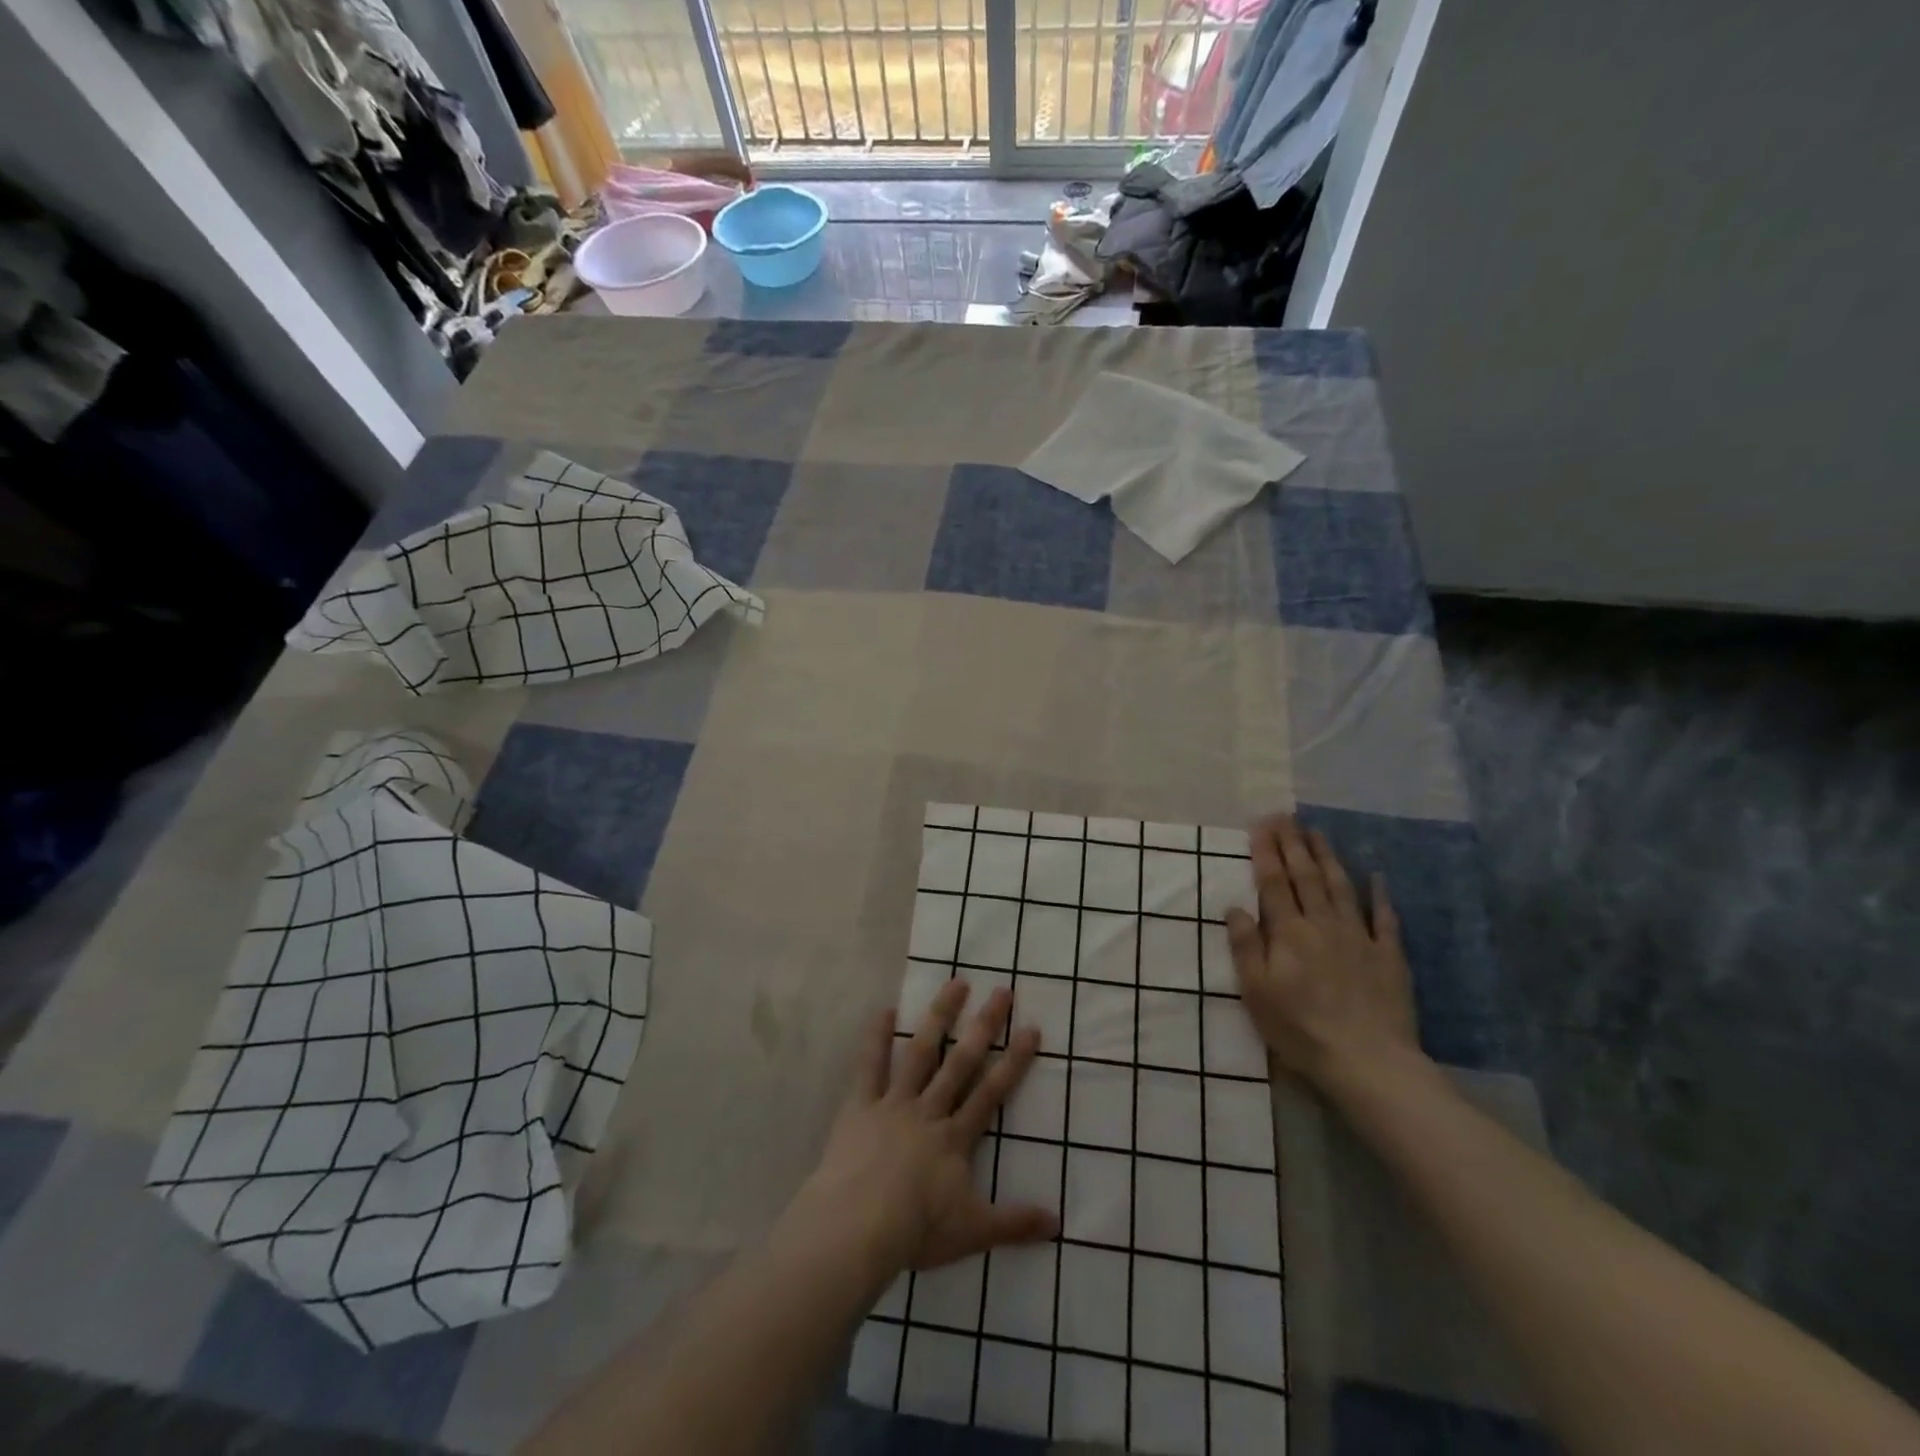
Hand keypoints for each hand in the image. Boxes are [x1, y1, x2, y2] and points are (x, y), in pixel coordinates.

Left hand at [784, 980, 1059, 1289]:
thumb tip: (1059, 1222)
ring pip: (921, 1052)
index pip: (992, 1092)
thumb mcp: (973, 1232)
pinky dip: (877, 1037)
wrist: (857, 1228)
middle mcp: (929, 1110)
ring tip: (955, 983)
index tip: (1031, 1028)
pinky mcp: (861, 1106)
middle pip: (961, 1061)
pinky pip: (870, 1066)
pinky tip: (885, 1009)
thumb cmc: (916, 1229)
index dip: (1014, 1061)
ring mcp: (894, 1103)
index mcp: (955, 1137)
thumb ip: (1015, 1224)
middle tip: (1001, 991)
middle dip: (984, 1026)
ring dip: (939, 1017)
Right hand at [1225, 814, 1424, 1094]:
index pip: (1274, 883)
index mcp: (1288, 933)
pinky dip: (1380, 895)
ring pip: (1341, 887)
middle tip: (1286, 816)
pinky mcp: (1388, 956)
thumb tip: (1234, 906)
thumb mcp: (1257, 992)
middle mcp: (1322, 925)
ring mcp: (1358, 937)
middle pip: (1306, 877)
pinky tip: (1376, 876)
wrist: (1368, 1061)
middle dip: (1293, 844)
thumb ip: (1246, 946)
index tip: (1261, 824)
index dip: (1266, 852)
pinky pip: (1384, 918)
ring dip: (1328, 857)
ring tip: (1318, 832)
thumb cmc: (1300, 1029)